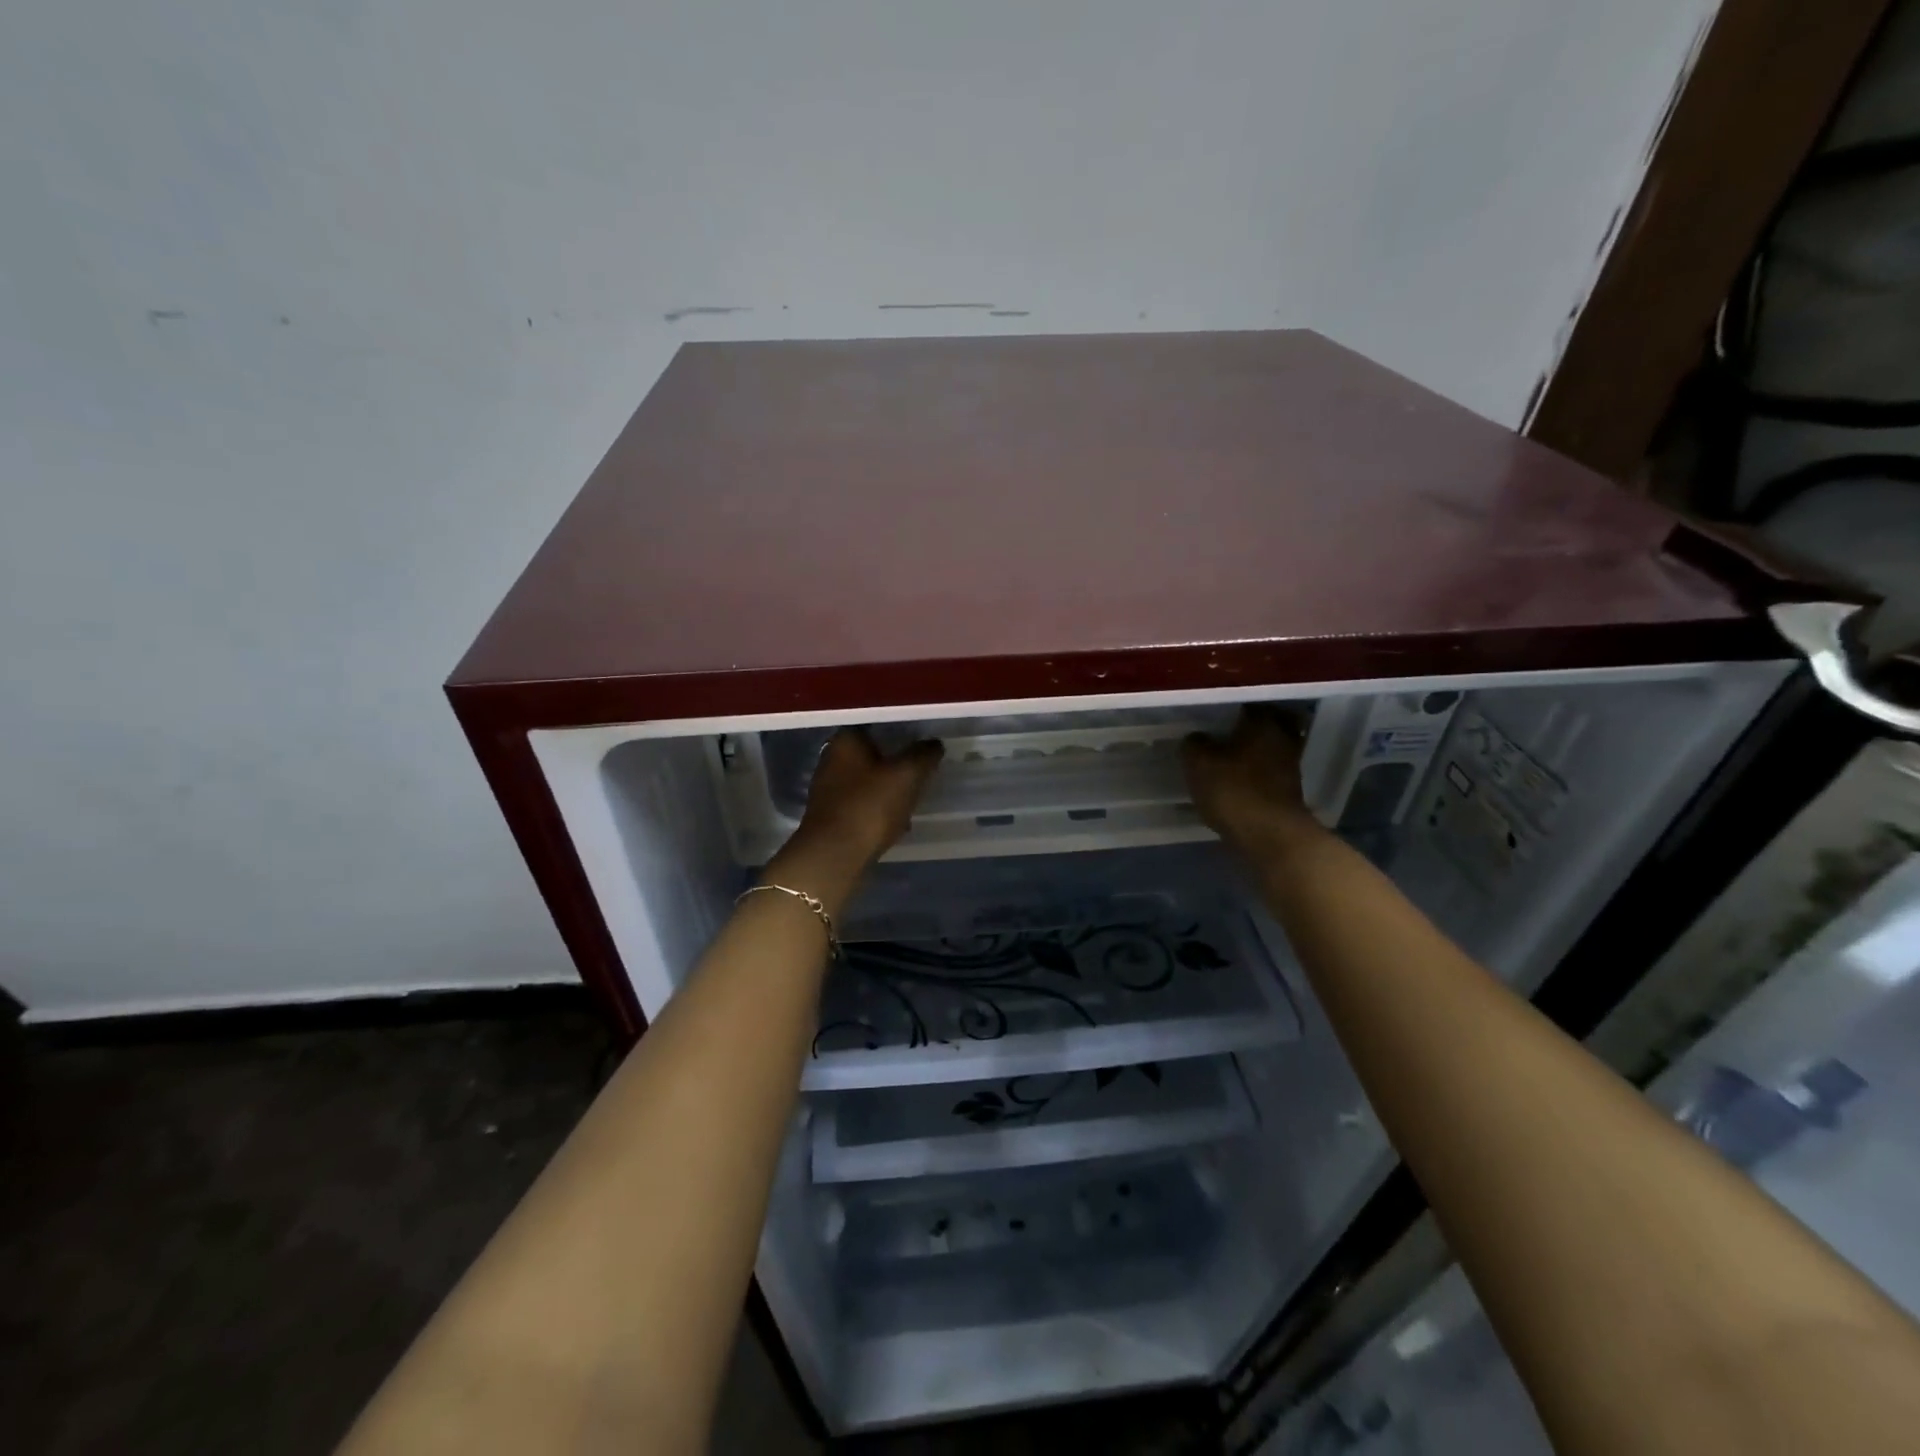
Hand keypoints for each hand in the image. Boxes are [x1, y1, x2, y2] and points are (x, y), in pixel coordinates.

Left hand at [793, 729, 944, 866]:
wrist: (834, 856)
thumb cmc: (870, 806)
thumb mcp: (907, 775)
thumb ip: (923, 754)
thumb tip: (934, 744)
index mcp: (846, 741)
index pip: (878, 727)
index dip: (902, 735)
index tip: (923, 747)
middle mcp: (831, 760)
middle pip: (872, 755)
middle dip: (896, 765)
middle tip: (922, 774)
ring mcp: (828, 790)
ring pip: (868, 782)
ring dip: (889, 790)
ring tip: (913, 801)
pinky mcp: (830, 817)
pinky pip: (862, 806)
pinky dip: (878, 811)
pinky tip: (896, 824)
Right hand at [1182, 707, 1324, 857]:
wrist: (1271, 837)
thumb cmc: (1234, 791)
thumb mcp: (1199, 764)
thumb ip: (1194, 745)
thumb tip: (1196, 738)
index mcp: (1263, 722)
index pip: (1249, 703)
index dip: (1231, 707)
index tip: (1215, 714)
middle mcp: (1283, 738)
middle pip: (1270, 723)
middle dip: (1252, 726)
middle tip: (1227, 731)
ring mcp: (1291, 766)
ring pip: (1273, 748)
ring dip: (1256, 750)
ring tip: (1229, 757)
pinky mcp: (1290, 791)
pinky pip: (1272, 771)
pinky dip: (1259, 772)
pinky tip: (1239, 779)